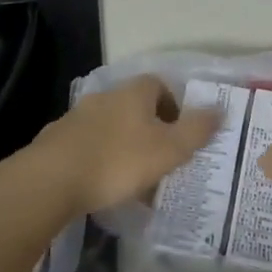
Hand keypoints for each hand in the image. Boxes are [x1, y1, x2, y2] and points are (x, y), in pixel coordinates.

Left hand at [29, 75, 220, 215]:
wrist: (51, 179)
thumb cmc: (118, 160)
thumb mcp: (168, 149)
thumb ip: (196, 130)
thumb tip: (220, 109)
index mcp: (135, 92)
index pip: (161, 86)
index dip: (175, 107)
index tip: (181, 135)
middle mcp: (107, 95)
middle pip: (136, 106)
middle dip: (150, 129)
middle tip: (162, 159)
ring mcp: (79, 116)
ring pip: (112, 126)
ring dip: (124, 146)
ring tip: (133, 179)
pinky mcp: (59, 140)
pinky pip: (89, 145)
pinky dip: (100, 159)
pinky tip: (102, 186)